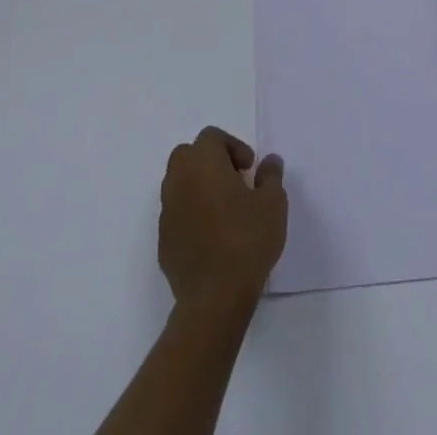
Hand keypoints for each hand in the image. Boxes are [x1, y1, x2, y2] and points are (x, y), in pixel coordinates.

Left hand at [157, 127, 286, 308]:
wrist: (214, 299)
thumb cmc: (246, 241)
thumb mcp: (273, 203)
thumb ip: (271, 176)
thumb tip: (270, 161)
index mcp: (202, 162)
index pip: (212, 137)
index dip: (233, 147)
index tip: (249, 169)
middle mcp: (178, 179)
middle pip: (189, 155)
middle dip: (211, 162)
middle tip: (235, 183)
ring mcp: (167, 211)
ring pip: (179, 184)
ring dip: (199, 188)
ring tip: (224, 211)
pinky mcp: (163, 241)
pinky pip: (177, 214)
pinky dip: (191, 215)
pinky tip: (211, 238)